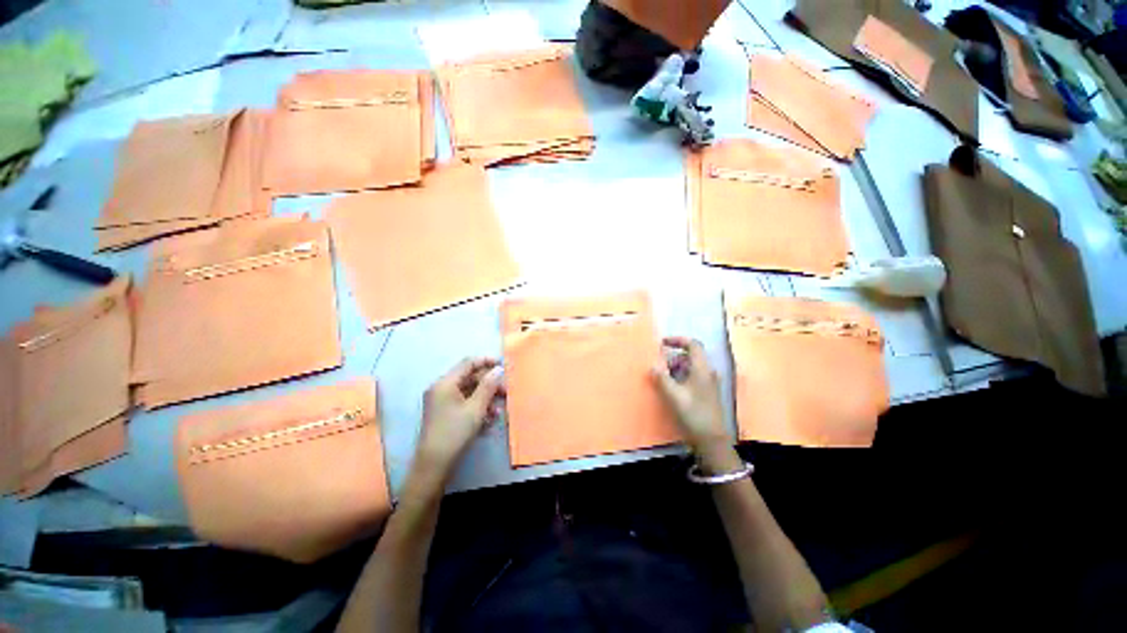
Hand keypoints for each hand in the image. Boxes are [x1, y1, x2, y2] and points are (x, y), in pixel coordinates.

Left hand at [417, 358, 504, 476]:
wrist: (433, 465)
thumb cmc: (455, 432)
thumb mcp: (476, 408)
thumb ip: (488, 386)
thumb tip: (498, 369)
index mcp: (445, 383)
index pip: (468, 363)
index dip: (487, 361)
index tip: (503, 365)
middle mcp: (441, 388)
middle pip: (470, 378)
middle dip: (489, 384)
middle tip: (506, 392)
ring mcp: (442, 402)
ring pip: (469, 392)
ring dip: (485, 398)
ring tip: (498, 411)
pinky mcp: (445, 414)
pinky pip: (464, 403)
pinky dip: (477, 408)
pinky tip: (489, 420)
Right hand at [651, 337, 730, 454]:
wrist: (712, 440)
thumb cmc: (694, 414)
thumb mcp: (674, 395)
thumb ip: (662, 378)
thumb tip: (653, 365)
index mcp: (702, 369)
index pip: (693, 344)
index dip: (677, 340)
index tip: (662, 344)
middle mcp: (707, 372)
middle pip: (690, 356)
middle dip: (672, 358)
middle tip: (659, 367)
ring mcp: (708, 383)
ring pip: (690, 367)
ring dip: (675, 368)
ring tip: (663, 379)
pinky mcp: (706, 392)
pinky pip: (691, 377)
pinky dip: (680, 377)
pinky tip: (671, 388)